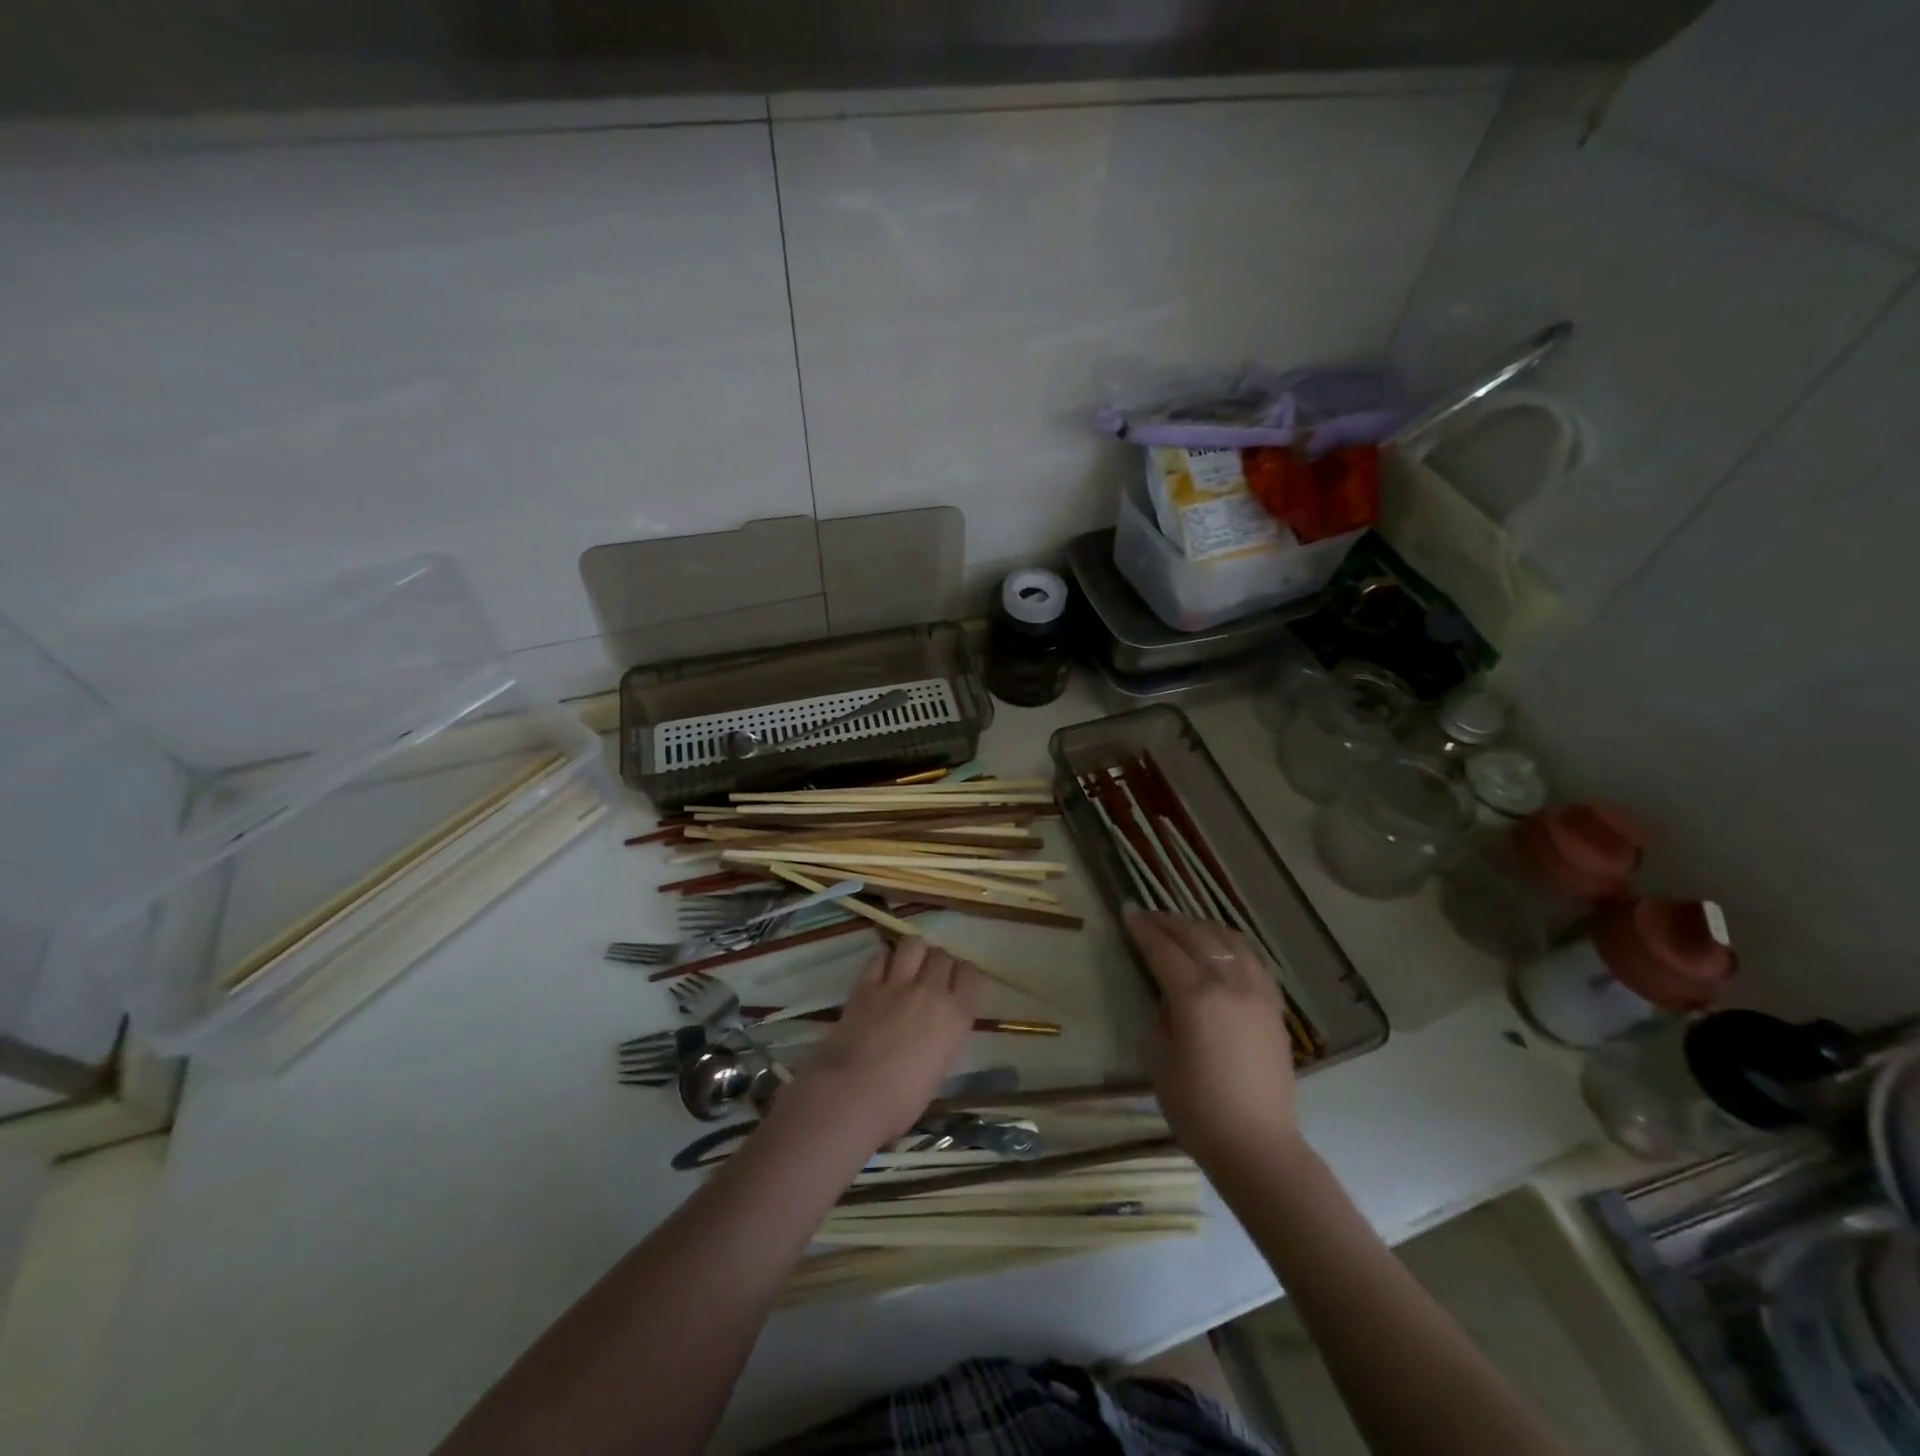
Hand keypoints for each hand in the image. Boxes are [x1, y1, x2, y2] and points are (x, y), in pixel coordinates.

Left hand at [782, 937, 979, 1153]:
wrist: (852, 1094)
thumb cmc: (901, 1101)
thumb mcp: (938, 1070)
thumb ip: (942, 1039)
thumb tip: (933, 1031)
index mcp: (956, 1016)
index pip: (970, 974)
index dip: (963, 976)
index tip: (956, 985)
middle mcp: (931, 992)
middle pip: (942, 955)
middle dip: (938, 963)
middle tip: (929, 978)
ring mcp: (897, 984)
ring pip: (913, 944)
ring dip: (913, 953)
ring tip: (907, 968)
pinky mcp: (866, 984)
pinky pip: (879, 956)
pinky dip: (882, 961)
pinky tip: (880, 975)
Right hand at [1126, 911, 1301, 1170]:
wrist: (1257, 1145)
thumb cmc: (1197, 1109)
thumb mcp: (1159, 1059)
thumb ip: (1161, 1015)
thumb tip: (1168, 994)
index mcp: (1195, 996)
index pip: (1163, 948)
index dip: (1142, 928)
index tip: (1128, 911)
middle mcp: (1229, 984)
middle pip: (1197, 935)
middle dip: (1169, 921)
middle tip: (1148, 916)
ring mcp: (1257, 993)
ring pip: (1230, 940)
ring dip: (1203, 927)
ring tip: (1184, 927)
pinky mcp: (1274, 1007)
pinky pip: (1254, 960)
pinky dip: (1232, 945)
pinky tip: (1222, 949)